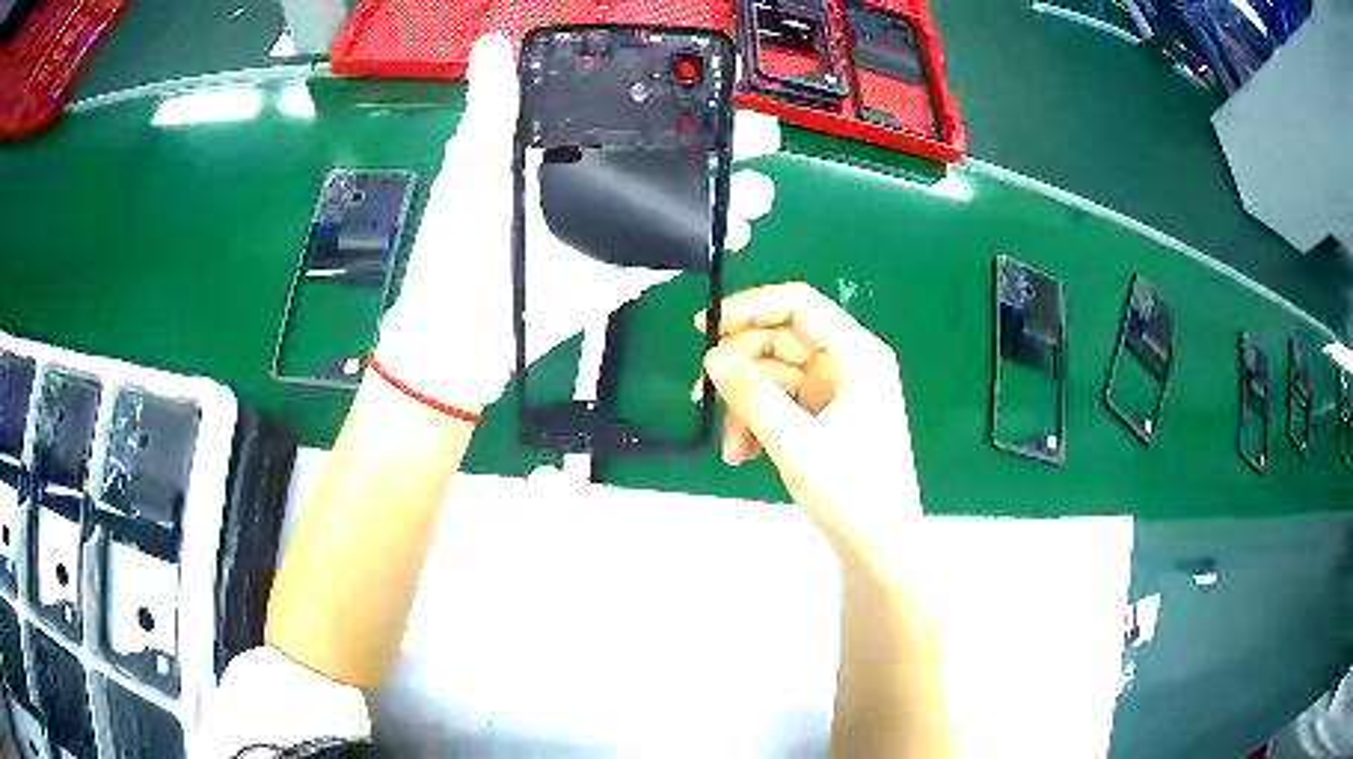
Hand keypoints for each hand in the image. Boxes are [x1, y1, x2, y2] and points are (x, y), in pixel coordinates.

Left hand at [377, 35, 782, 409]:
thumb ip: (493, 107)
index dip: (676, 99)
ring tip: (760, 189)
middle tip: (758, 133)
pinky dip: (708, 241)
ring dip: (727, 193)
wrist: (463, 325)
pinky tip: (738, 230)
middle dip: (721, 142)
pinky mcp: (624, 267)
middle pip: (672, 154)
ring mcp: (616, 227)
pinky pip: (674, 251)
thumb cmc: (460, 238)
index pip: (633, 114)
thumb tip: (491, 45)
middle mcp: (599, 181)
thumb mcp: (474, 163)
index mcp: (569, 149)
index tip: (713, 84)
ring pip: (683, 201)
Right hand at [696, 283, 921, 570]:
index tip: (705, 328)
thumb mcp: (795, 443)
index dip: (749, 308)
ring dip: (746, 405)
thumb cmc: (850, 493)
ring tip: (730, 448)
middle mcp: (849, 364)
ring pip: (776, 376)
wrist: (879, 548)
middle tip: (702, 397)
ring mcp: (839, 391)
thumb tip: (713, 357)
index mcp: (857, 355)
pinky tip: (742, 452)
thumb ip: (751, 396)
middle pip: (781, 341)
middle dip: (740, 370)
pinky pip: (784, 403)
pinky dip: (759, 421)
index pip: (798, 305)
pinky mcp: (829, 418)